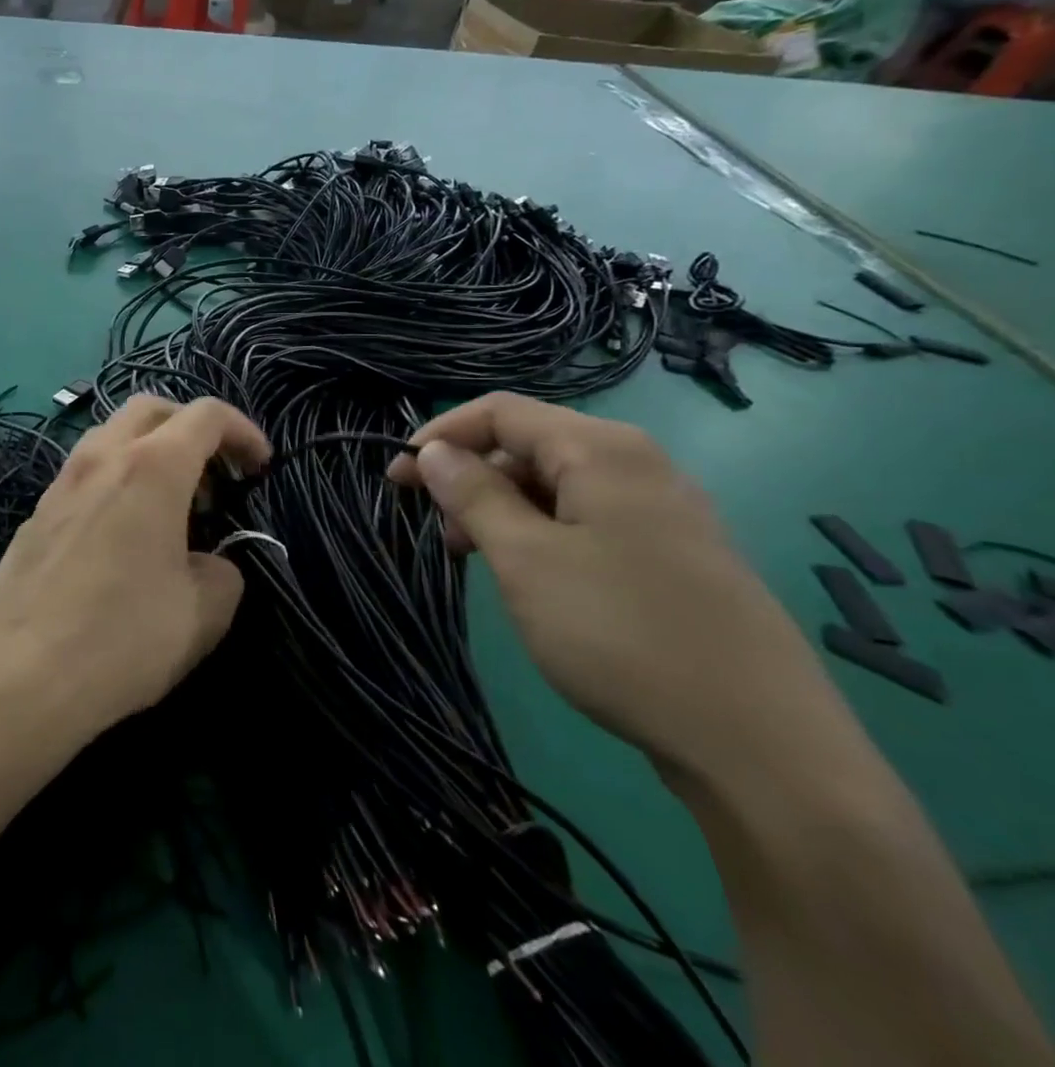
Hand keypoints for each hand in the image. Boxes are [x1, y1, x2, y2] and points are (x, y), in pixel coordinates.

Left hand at [0, 396, 270, 758]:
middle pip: (152, 408)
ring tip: (170, 506)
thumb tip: (209, 564)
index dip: (244, 431)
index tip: (260, 467)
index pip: (206, 415)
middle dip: (192, 428)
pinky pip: (85, 472)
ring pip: (111, 434)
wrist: (19, 675)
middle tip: (215, 476)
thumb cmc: (122, 638)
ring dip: (150, 451)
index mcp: (152, 468)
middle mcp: (102, 458)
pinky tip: (123, 534)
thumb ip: (223, 573)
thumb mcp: (203, 613)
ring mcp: (62, 481)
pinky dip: (116, 479)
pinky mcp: (37, 512)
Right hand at [387, 393, 845, 783]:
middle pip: (531, 445)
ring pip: (559, 485)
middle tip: (444, 534)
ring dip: (505, 509)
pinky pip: (591, 519)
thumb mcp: (526, 559)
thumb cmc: (622, 634)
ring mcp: (666, 511)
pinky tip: (536, 578)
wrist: (763, 748)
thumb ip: (474, 495)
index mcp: (603, 449)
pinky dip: (545, 533)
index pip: (500, 412)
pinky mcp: (678, 554)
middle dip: (473, 478)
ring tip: (482, 561)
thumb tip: (434, 451)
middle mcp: (640, 464)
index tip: (398, 480)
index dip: (440, 436)